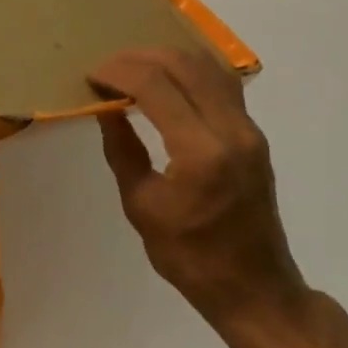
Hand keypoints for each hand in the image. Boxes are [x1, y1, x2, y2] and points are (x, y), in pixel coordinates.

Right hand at [89, 48, 308, 327]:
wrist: (256, 289)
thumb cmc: (191, 258)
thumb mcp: (141, 206)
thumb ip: (122, 149)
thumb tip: (106, 107)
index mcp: (200, 153)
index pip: (155, 86)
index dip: (118, 72)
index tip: (92, 77)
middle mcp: (231, 130)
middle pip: (182, 64)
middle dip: (138, 58)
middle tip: (107, 70)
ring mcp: (248, 129)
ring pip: (207, 65)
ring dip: (165, 58)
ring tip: (133, 70)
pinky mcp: (254, 133)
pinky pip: (221, 82)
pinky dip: (189, 70)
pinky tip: (167, 80)